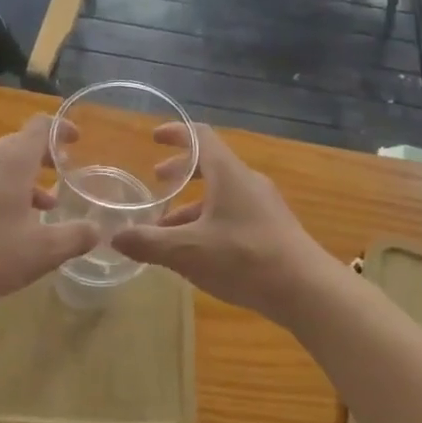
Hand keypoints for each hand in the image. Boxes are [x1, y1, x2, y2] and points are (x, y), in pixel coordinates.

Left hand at [0, 115, 99, 308]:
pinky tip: (11, 226)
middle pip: (22, 143)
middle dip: (47, 158)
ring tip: (45, 208)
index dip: (62, 128)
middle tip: (66, 177)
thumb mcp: (41, 251)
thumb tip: (98, 229)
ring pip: (3, 164)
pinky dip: (6, 191)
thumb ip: (74, 237)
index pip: (41, 125)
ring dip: (26, 179)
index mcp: (14, 159)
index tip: (78, 142)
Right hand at [110, 123, 333, 324]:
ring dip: (193, 203)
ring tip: (167, 227)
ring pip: (221, 193)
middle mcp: (247, 181)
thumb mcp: (188, 252)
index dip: (175, 133)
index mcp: (228, 173)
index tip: (154, 137)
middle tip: (157, 181)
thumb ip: (149, 242)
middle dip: (181, 171)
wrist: (307, 289)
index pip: (199, 136)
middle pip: (210, 164)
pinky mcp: (273, 228)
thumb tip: (114, 237)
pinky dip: (210, 220)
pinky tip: (198, 251)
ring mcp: (264, 204)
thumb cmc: (244, 258)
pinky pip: (234, 212)